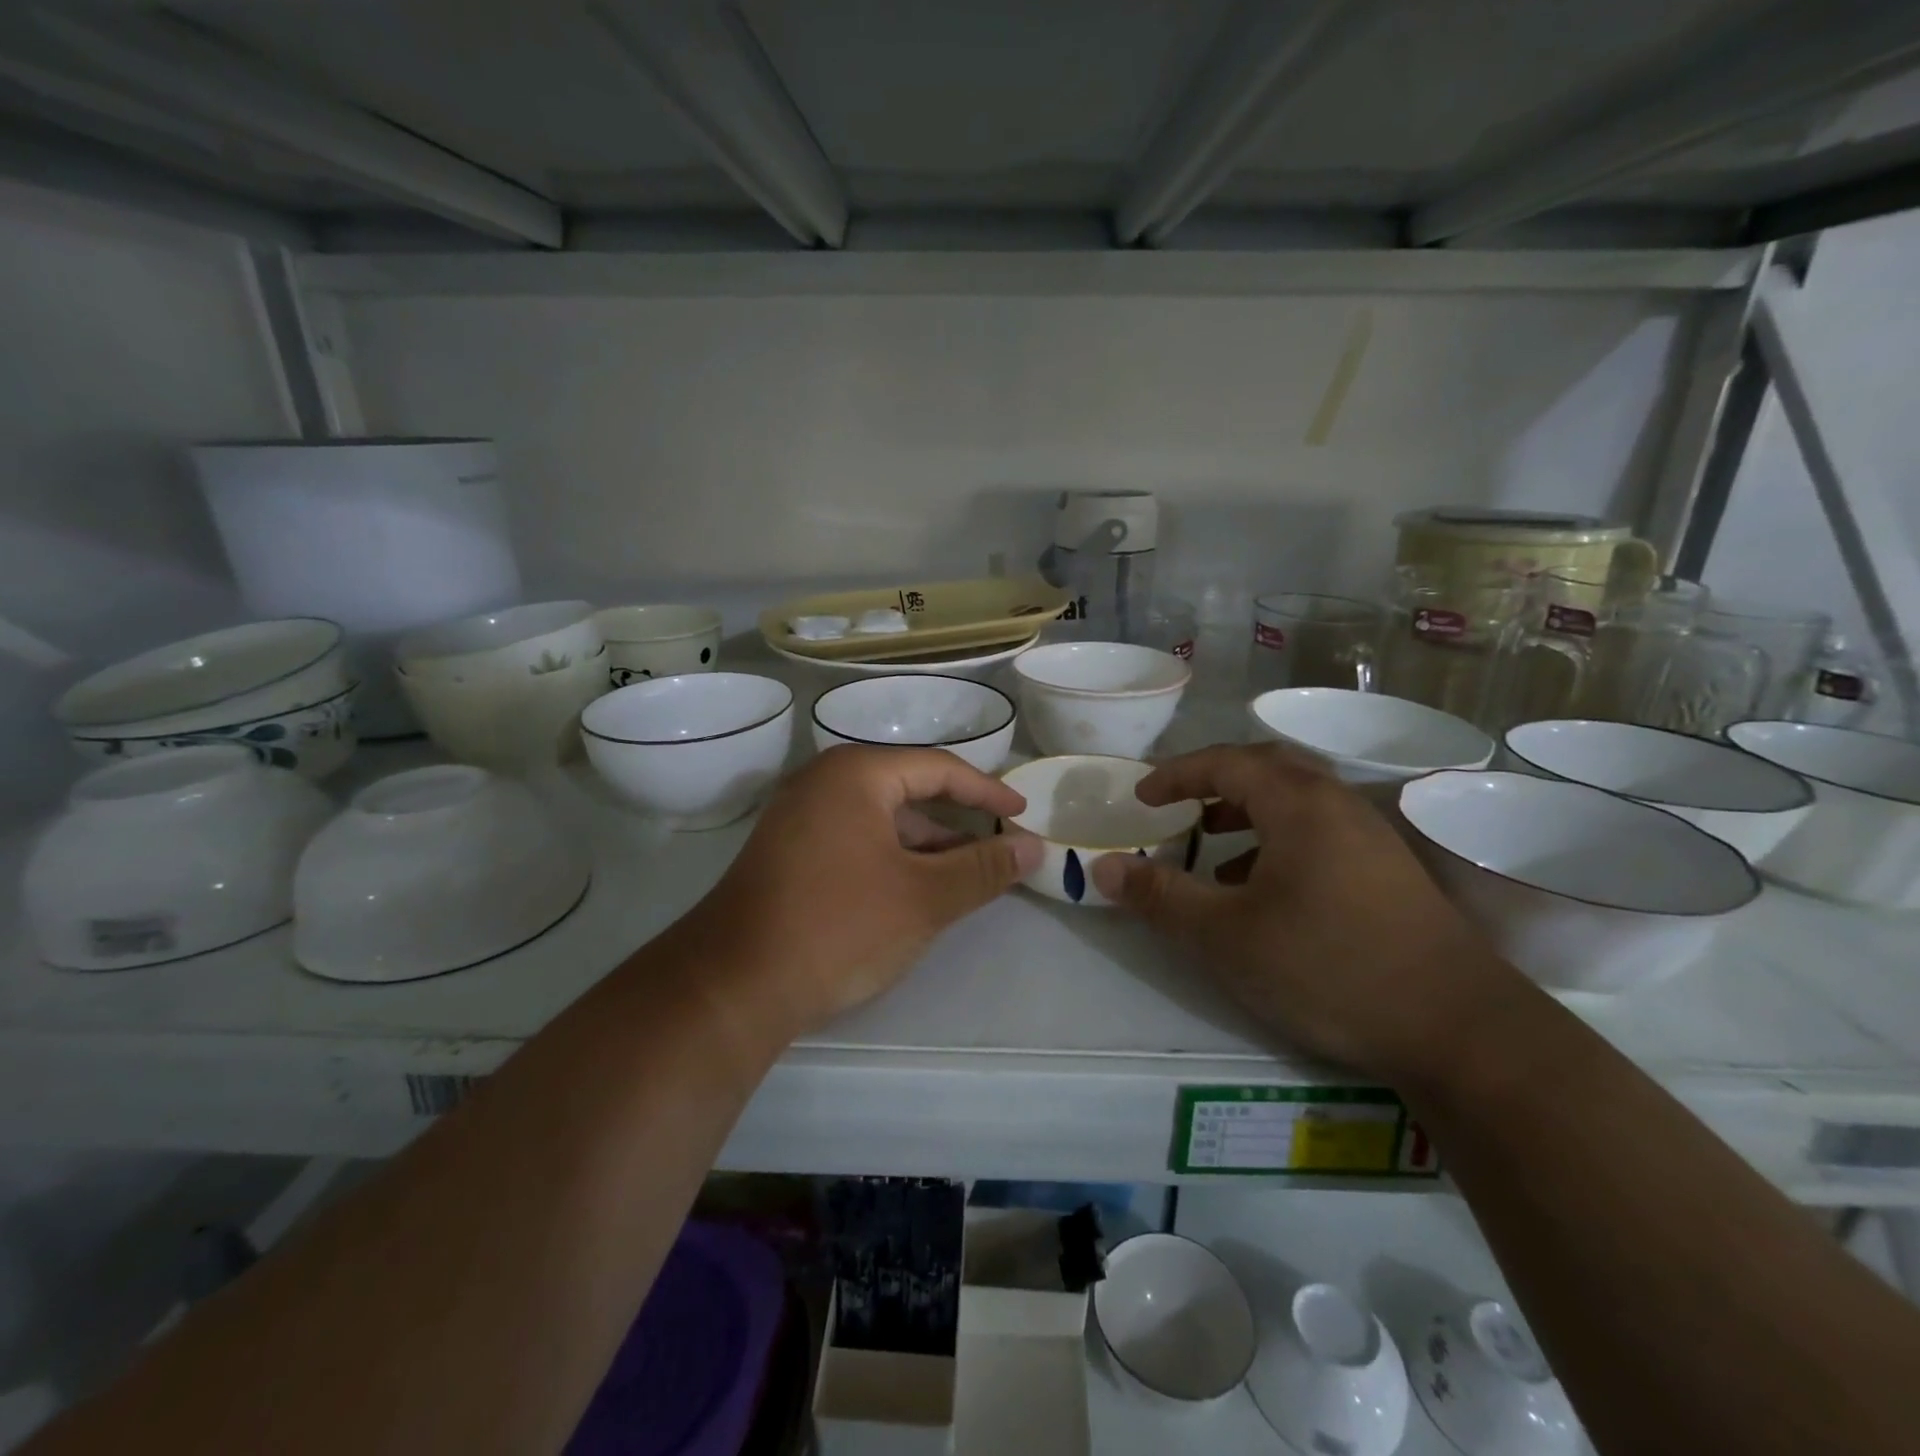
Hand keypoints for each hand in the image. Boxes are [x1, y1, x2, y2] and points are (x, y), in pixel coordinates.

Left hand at [681, 745, 1041, 1048]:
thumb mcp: (924, 897)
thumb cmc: (839, 926)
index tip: (1022, 816)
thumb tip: (1033, 848)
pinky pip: (855, 840)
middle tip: (999, 848)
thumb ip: (983, 869)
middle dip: (957, 822)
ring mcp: (799, 817)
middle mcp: (823, 782)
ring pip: (881, 819)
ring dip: (926, 845)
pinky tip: (914, 890)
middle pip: (908, 790)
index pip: (938, 768)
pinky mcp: (788, 852)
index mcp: (855, 774)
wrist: (734, 984)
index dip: (987, 792)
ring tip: (966, 876)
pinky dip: (892, 858)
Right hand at [1089, 743, 1527, 1084]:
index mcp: (1298, 803)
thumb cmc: (1329, 966)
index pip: (1225, 762)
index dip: (1176, 774)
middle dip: (1213, 783)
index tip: (1142, 797)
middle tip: (1177, 807)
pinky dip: (1277, 843)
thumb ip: (1160, 897)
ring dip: (1246, 814)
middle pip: (1266, 769)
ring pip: (1295, 803)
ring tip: (1210, 849)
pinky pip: (1318, 833)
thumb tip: (1102, 868)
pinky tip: (1262, 892)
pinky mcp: (1389, 872)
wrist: (1460, 1028)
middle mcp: (1337, 805)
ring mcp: (1370, 838)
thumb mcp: (1225, 936)